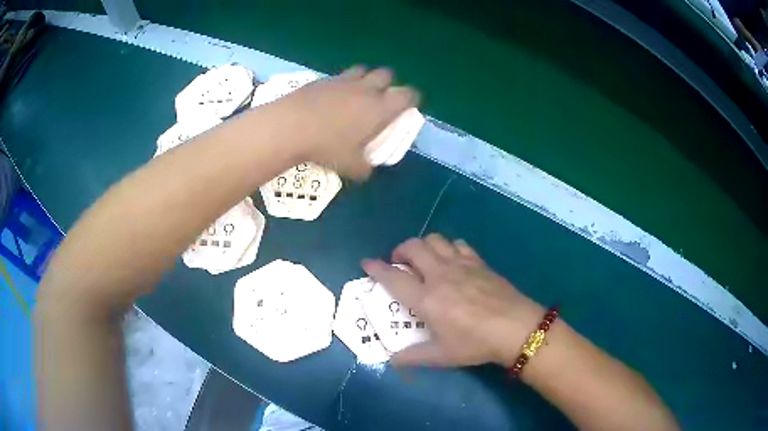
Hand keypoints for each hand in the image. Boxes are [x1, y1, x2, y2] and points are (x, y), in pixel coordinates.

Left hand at [262, 66, 418, 178]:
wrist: (290, 126)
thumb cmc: (326, 145)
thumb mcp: (351, 166)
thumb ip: (365, 167)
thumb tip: (367, 170)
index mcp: (380, 107)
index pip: (408, 94)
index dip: (412, 98)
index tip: (407, 107)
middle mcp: (366, 88)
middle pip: (387, 74)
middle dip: (388, 84)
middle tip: (380, 100)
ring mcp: (344, 80)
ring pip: (364, 69)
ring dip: (366, 79)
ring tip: (357, 94)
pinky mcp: (324, 79)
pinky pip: (341, 76)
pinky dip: (343, 83)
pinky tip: (333, 97)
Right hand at [362, 234, 544, 366]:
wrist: (515, 328)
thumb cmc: (475, 343)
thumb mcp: (442, 356)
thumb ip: (413, 357)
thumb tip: (392, 360)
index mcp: (425, 298)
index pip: (393, 277)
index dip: (375, 268)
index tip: (366, 262)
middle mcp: (439, 275)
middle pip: (412, 248)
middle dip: (399, 250)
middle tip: (399, 264)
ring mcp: (460, 264)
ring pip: (434, 240)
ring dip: (423, 246)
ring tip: (424, 260)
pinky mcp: (478, 262)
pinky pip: (458, 244)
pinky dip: (448, 247)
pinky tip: (452, 260)